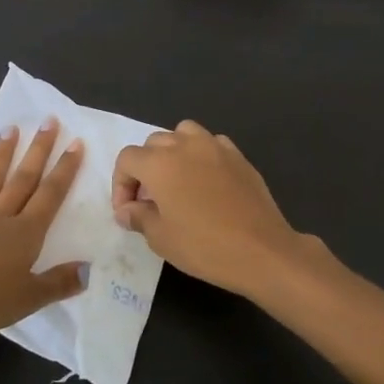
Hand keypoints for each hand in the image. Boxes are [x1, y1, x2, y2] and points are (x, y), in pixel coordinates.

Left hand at [0, 119, 87, 341]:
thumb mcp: (32, 298)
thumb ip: (60, 282)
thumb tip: (89, 269)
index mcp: (24, 233)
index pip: (50, 194)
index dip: (64, 169)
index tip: (75, 142)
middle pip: (22, 179)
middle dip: (38, 150)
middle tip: (47, 120)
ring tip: (8, 130)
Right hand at [111, 120, 330, 301]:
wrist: (262, 250)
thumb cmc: (204, 246)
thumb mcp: (161, 238)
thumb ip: (138, 217)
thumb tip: (127, 210)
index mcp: (160, 163)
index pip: (127, 159)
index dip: (121, 184)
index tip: (128, 211)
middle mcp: (185, 145)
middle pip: (153, 143)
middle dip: (144, 168)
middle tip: (149, 200)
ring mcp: (215, 146)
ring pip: (183, 133)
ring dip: (173, 152)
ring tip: (176, 181)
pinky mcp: (238, 156)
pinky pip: (211, 143)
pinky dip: (201, 155)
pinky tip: (206, 180)